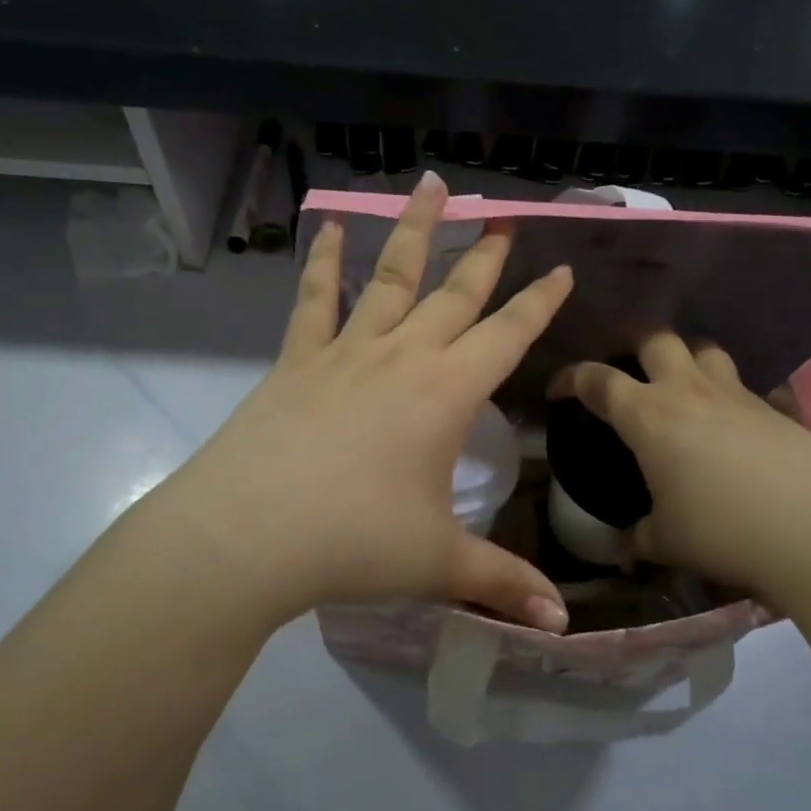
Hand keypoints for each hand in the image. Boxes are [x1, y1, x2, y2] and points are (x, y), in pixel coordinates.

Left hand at [131, 172, 573, 632]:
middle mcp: (402, 357)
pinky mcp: (297, 361)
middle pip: (455, 295)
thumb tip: (561, 624)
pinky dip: (324, 263)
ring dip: (413, 231)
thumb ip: (503, 585)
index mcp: (446, 393)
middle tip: (503, 218)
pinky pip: (314, 301)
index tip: (562, 267)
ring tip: (431, 186)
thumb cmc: (353, 544)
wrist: (247, 537)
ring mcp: (346, 352)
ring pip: (389, 277)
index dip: (540, 302)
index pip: (508, 334)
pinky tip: (331, 229)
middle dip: (485, 257)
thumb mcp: (438, 564)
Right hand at [551, 331, 810, 600]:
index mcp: (647, 415)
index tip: (559, 388)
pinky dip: (728, 393)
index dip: (572, 377)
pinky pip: (743, 385)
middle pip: (655, 338)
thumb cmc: (721, 530)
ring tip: (681, 381)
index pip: (597, 380)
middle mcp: (688, 390)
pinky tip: (732, 422)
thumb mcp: (666, 541)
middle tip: (626, 362)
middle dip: (633, 341)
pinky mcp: (775, 407)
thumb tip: (623, 549)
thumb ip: (637, 538)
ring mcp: (736, 393)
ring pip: (704, 348)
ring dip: (686, 356)